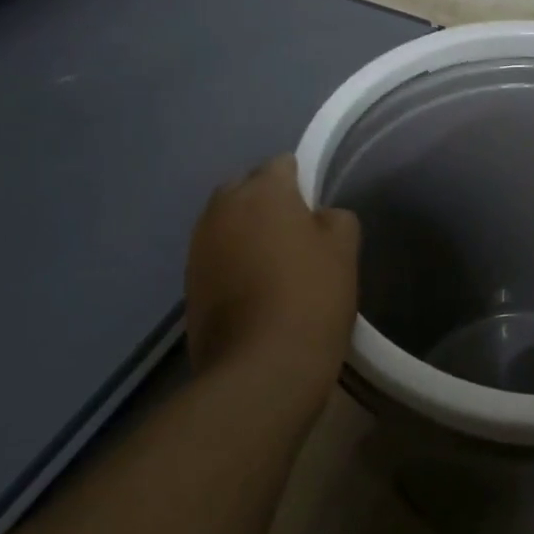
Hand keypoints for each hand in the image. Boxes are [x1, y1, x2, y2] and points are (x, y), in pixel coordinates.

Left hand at [184, 156, 360, 397]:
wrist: (261, 369)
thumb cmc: (311, 296)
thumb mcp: (344, 249)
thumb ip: (335, 218)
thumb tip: (318, 217)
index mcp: (262, 191)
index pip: (283, 164)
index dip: (303, 182)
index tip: (318, 211)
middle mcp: (222, 208)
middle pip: (246, 188)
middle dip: (267, 201)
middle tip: (297, 233)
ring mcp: (199, 246)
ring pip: (227, 222)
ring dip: (247, 232)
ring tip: (276, 263)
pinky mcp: (188, 283)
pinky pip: (216, 255)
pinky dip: (233, 261)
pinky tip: (255, 289)